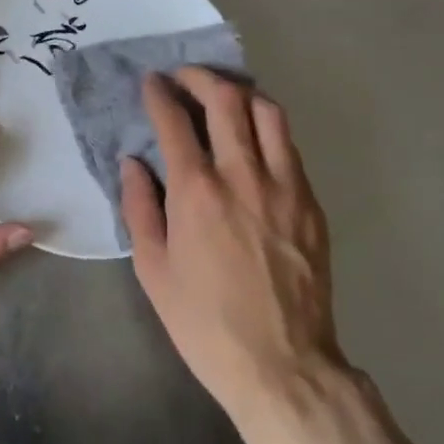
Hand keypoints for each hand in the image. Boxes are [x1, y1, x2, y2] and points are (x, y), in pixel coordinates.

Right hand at [121, 68, 349, 443]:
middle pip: (226, 99)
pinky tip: (254, 139)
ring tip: (224, 96)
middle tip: (185, 78)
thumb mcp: (152, 270)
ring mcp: (284, 186)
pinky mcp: (310, 203)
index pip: (175, 120)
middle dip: (200, 78)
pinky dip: (268, 128)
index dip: (160, 93)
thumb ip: (139, 207)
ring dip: (241, 93)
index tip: (151, 82)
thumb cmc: (204, 322)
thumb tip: (133, 162)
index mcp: (196, 192)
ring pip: (268, 113)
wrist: (282, 366)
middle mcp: (242, 175)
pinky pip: (290, 146)